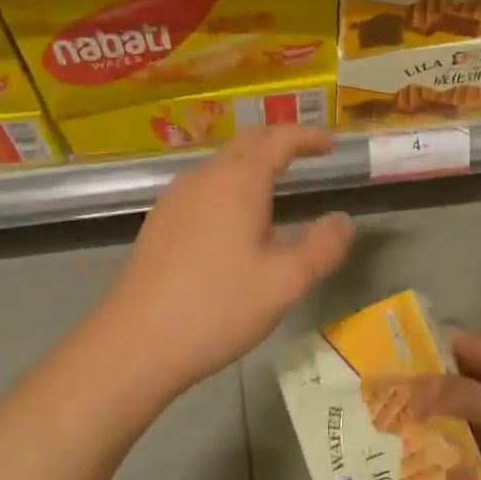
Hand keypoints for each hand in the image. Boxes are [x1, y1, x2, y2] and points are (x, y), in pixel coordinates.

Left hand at [99, 126, 354, 395]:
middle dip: (278, 144)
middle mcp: (203, 179)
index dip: (306, 136)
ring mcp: (174, 200)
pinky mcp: (158, 224)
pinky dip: (229, 189)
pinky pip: (202, 190)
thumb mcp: (286, 282)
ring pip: (220, 168)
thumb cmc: (219, 307)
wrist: (137, 343)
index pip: (277, 140)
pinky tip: (234, 223)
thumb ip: (323, 247)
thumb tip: (344, 220)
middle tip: (306, 154)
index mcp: (237, 182)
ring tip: (275, 188)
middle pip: (245, 145)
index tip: (330, 144)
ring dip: (251, 166)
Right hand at [395, 330, 480, 479]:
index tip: (385, 360)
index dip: (428, 349)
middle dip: (423, 391)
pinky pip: (472, 455)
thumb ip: (468, 397)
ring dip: (432, 426)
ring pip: (463, 422)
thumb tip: (412, 385)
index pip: (466, 349)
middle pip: (461, 386)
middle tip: (375, 404)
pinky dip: (448, 457)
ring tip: (384, 436)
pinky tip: (416, 467)